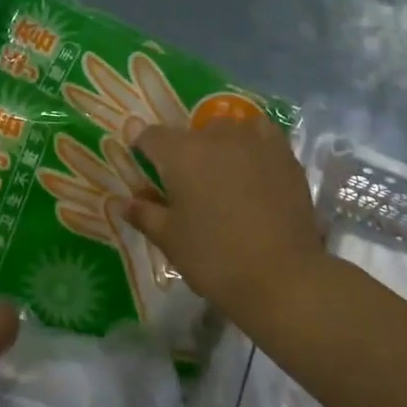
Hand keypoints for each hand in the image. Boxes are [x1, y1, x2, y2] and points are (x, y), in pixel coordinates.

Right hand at [121, 119, 325, 319]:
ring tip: (221, 173)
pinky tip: (253, 163)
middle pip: (190, 132)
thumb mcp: (169, 239)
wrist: (282, 277)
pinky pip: (261, 133)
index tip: (144, 165)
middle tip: (186, 184)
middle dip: (183, 151)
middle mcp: (215, 136)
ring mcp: (253, 141)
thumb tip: (123, 202)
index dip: (143, 148)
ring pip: (226, 129)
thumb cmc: (214, 258)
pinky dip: (252, 141)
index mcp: (180, 153)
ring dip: (218, 144)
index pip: (150, 136)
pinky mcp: (283, 154)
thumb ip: (144, 214)